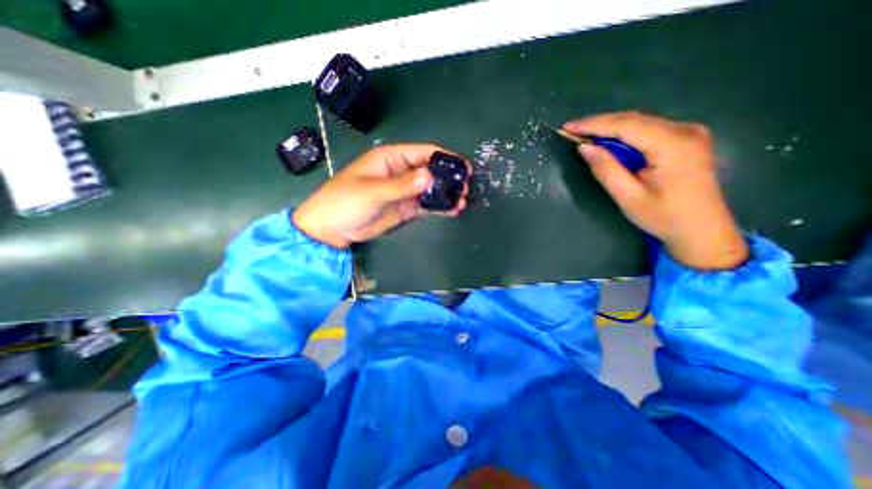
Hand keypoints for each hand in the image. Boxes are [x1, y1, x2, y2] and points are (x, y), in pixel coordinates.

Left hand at [294, 141, 470, 247]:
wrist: (332, 229)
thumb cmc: (345, 202)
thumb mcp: (372, 192)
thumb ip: (401, 185)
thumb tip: (430, 177)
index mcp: (391, 159)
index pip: (423, 153)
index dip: (444, 158)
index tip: (463, 168)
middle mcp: (401, 172)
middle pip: (430, 171)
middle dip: (448, 178)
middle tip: (465, 188)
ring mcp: (404, 191)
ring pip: (430, 189)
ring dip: (446, 194)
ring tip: (462, 201)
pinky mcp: (405, 207)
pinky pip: (425, 204)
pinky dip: (438, 207)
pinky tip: (452, 210)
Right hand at [565, 110, 749, 271]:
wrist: (702, 230)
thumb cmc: (663, 217)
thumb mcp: (628, 196)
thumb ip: (606, 169)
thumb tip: (584, 148)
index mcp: (672, 144)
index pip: (625, 125)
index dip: (593, 124)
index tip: (567, 127)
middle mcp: (684, 130)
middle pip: (634, 119)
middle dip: (600, 124)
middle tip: (572, 131)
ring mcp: (689, 132)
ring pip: (640, 122)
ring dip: (610, 128)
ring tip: (585, 136)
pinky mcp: (687, 139)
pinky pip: (649, 129)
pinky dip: (625, 134)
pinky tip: (610, 142)